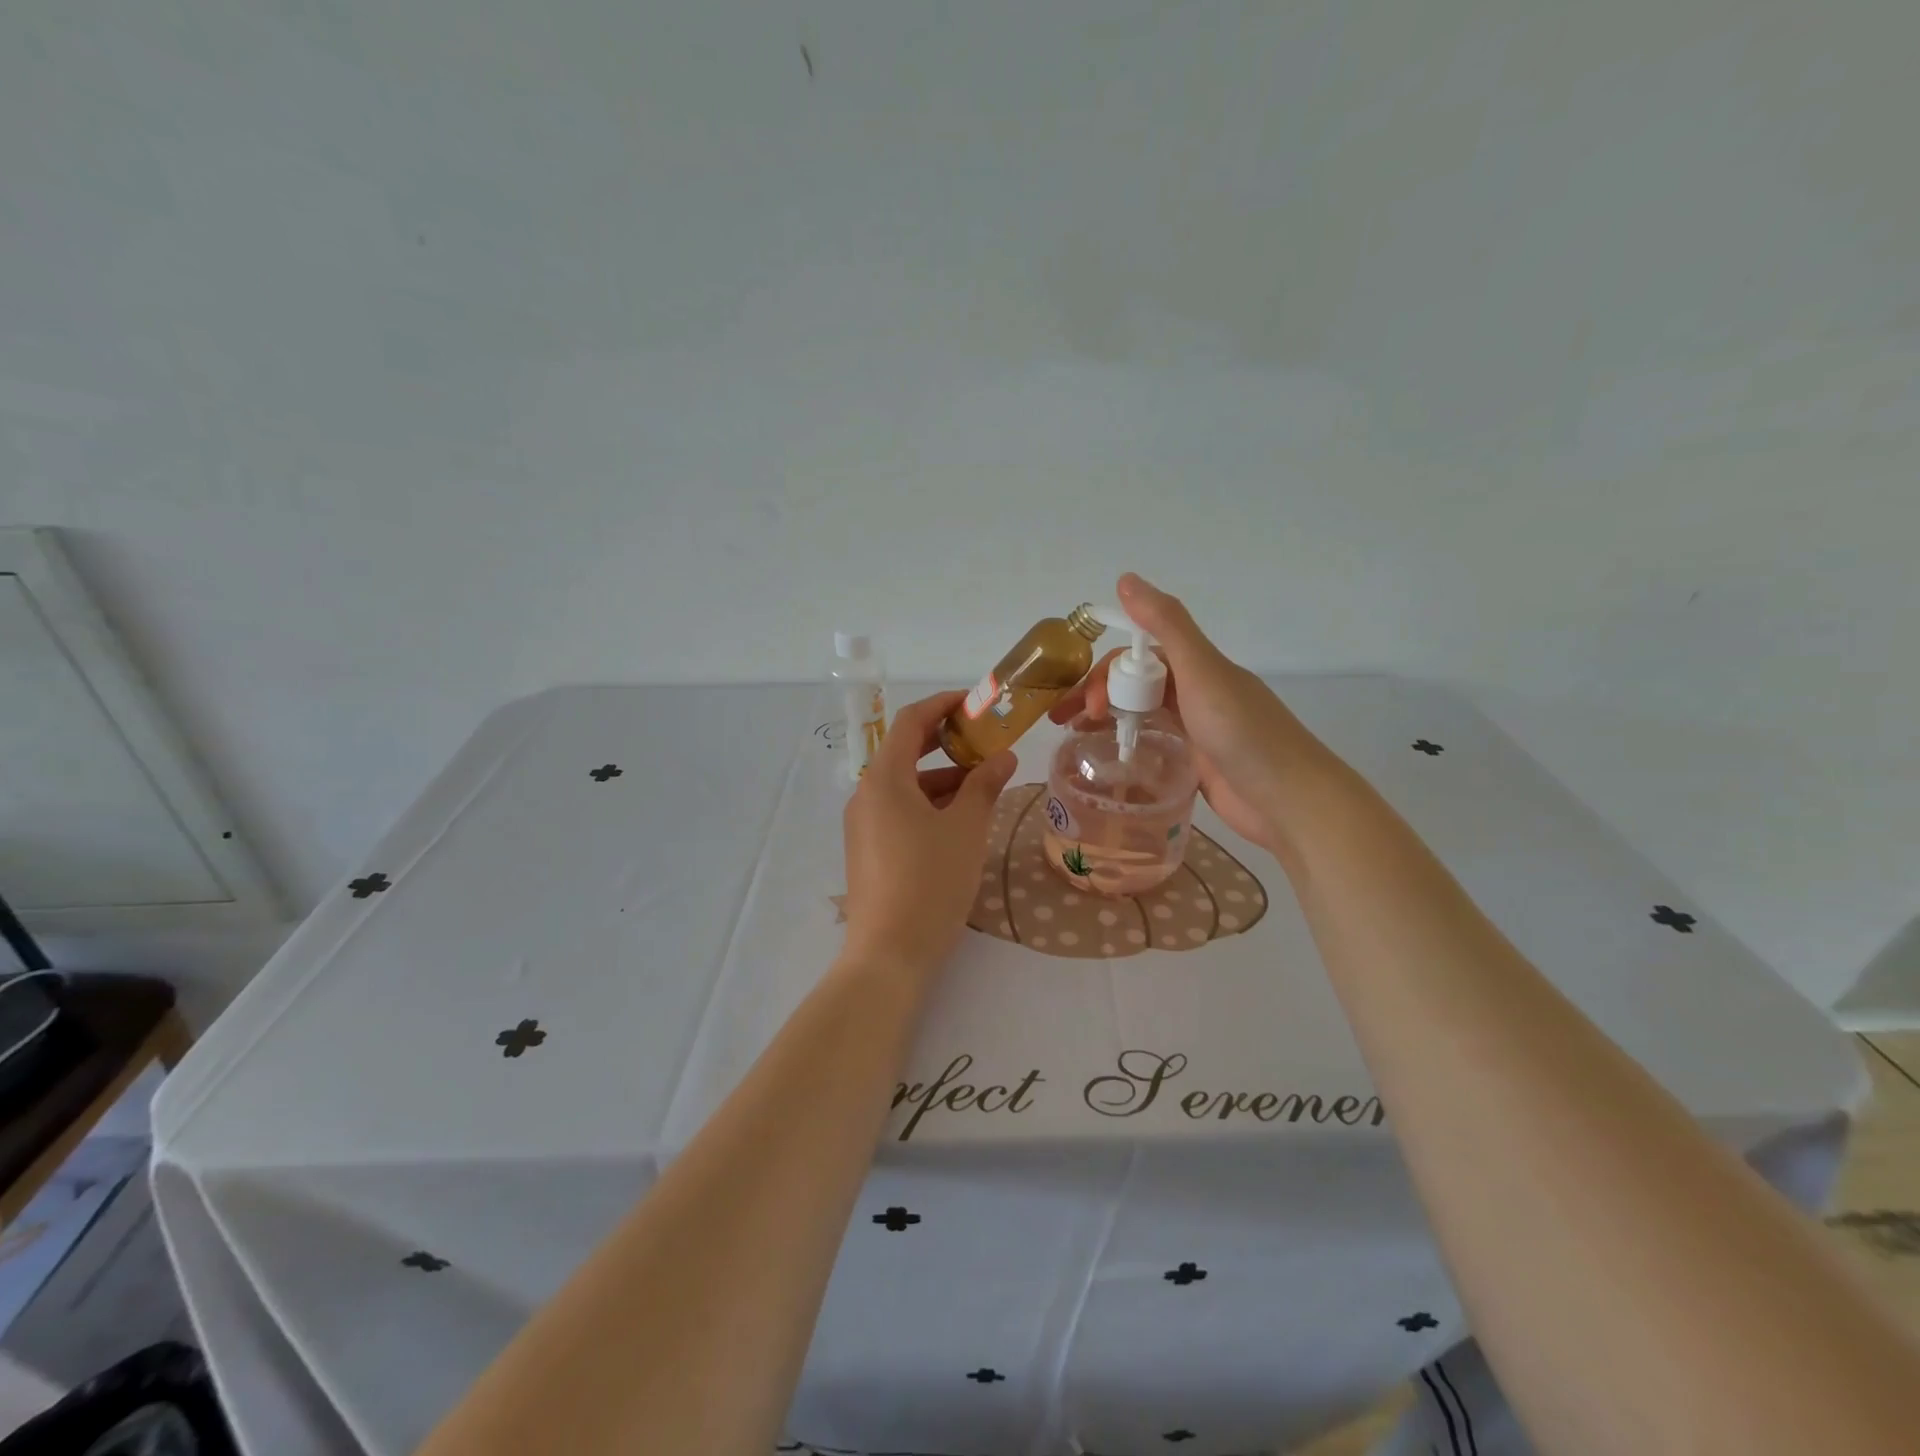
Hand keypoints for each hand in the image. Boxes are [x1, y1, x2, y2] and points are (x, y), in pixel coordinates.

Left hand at [841, 691, 1018, 975]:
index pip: (910, 722)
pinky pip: (898, 810)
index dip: (942, 705)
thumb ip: (984, 786)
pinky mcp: (867, 849)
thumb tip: (1003, 757)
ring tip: (983, 787)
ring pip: (904, 785)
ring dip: (941, 778)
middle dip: (945, 743)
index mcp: (884, 778)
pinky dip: (928, 804)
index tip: (974, 704)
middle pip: (904, 752)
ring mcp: (862, 824)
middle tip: (984, 742)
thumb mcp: (966, 829)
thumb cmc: (931, 881)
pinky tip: (959, 821)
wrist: (889, 953)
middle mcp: (865, 794)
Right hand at [1049, 573, 1326, 851]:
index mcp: (1197, 666)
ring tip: (1076, 741)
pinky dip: (1129, 745)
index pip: (1137, 657)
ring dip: (1108, 719)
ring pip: (1142, 713)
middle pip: (1135, 684)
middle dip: (1098, 696)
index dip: (1106, 673)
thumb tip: (1126, 578)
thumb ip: (1166, 625)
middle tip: (1068, 723)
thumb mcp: (1202, 671)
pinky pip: (1154, 743)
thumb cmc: (1243, 733)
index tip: (1083, 701)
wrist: (1288, 800)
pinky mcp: (1197, 763)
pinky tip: (1110, 760)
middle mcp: (1196, 692)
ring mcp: (1197, 729)